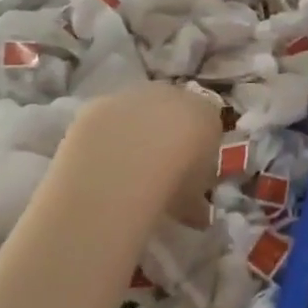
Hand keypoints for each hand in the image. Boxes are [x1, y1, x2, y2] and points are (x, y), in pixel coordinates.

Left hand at [59, 83, 222, 228]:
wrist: (127, 164)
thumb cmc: (175, 180)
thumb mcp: (195, 198)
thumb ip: (197, 198)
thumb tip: (195, 212)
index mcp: (206, 112)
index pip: (207, 123)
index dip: (197, 146)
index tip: (189, 171)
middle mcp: (173, 95)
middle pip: (172, 111)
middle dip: (165, 134)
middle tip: (156, 169)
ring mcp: (134, 95)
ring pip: (137, 112)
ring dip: (133, 132)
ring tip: (123, 168)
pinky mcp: (99, 103)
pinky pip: (106, 119)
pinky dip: (104, 136)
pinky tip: (99, 161)